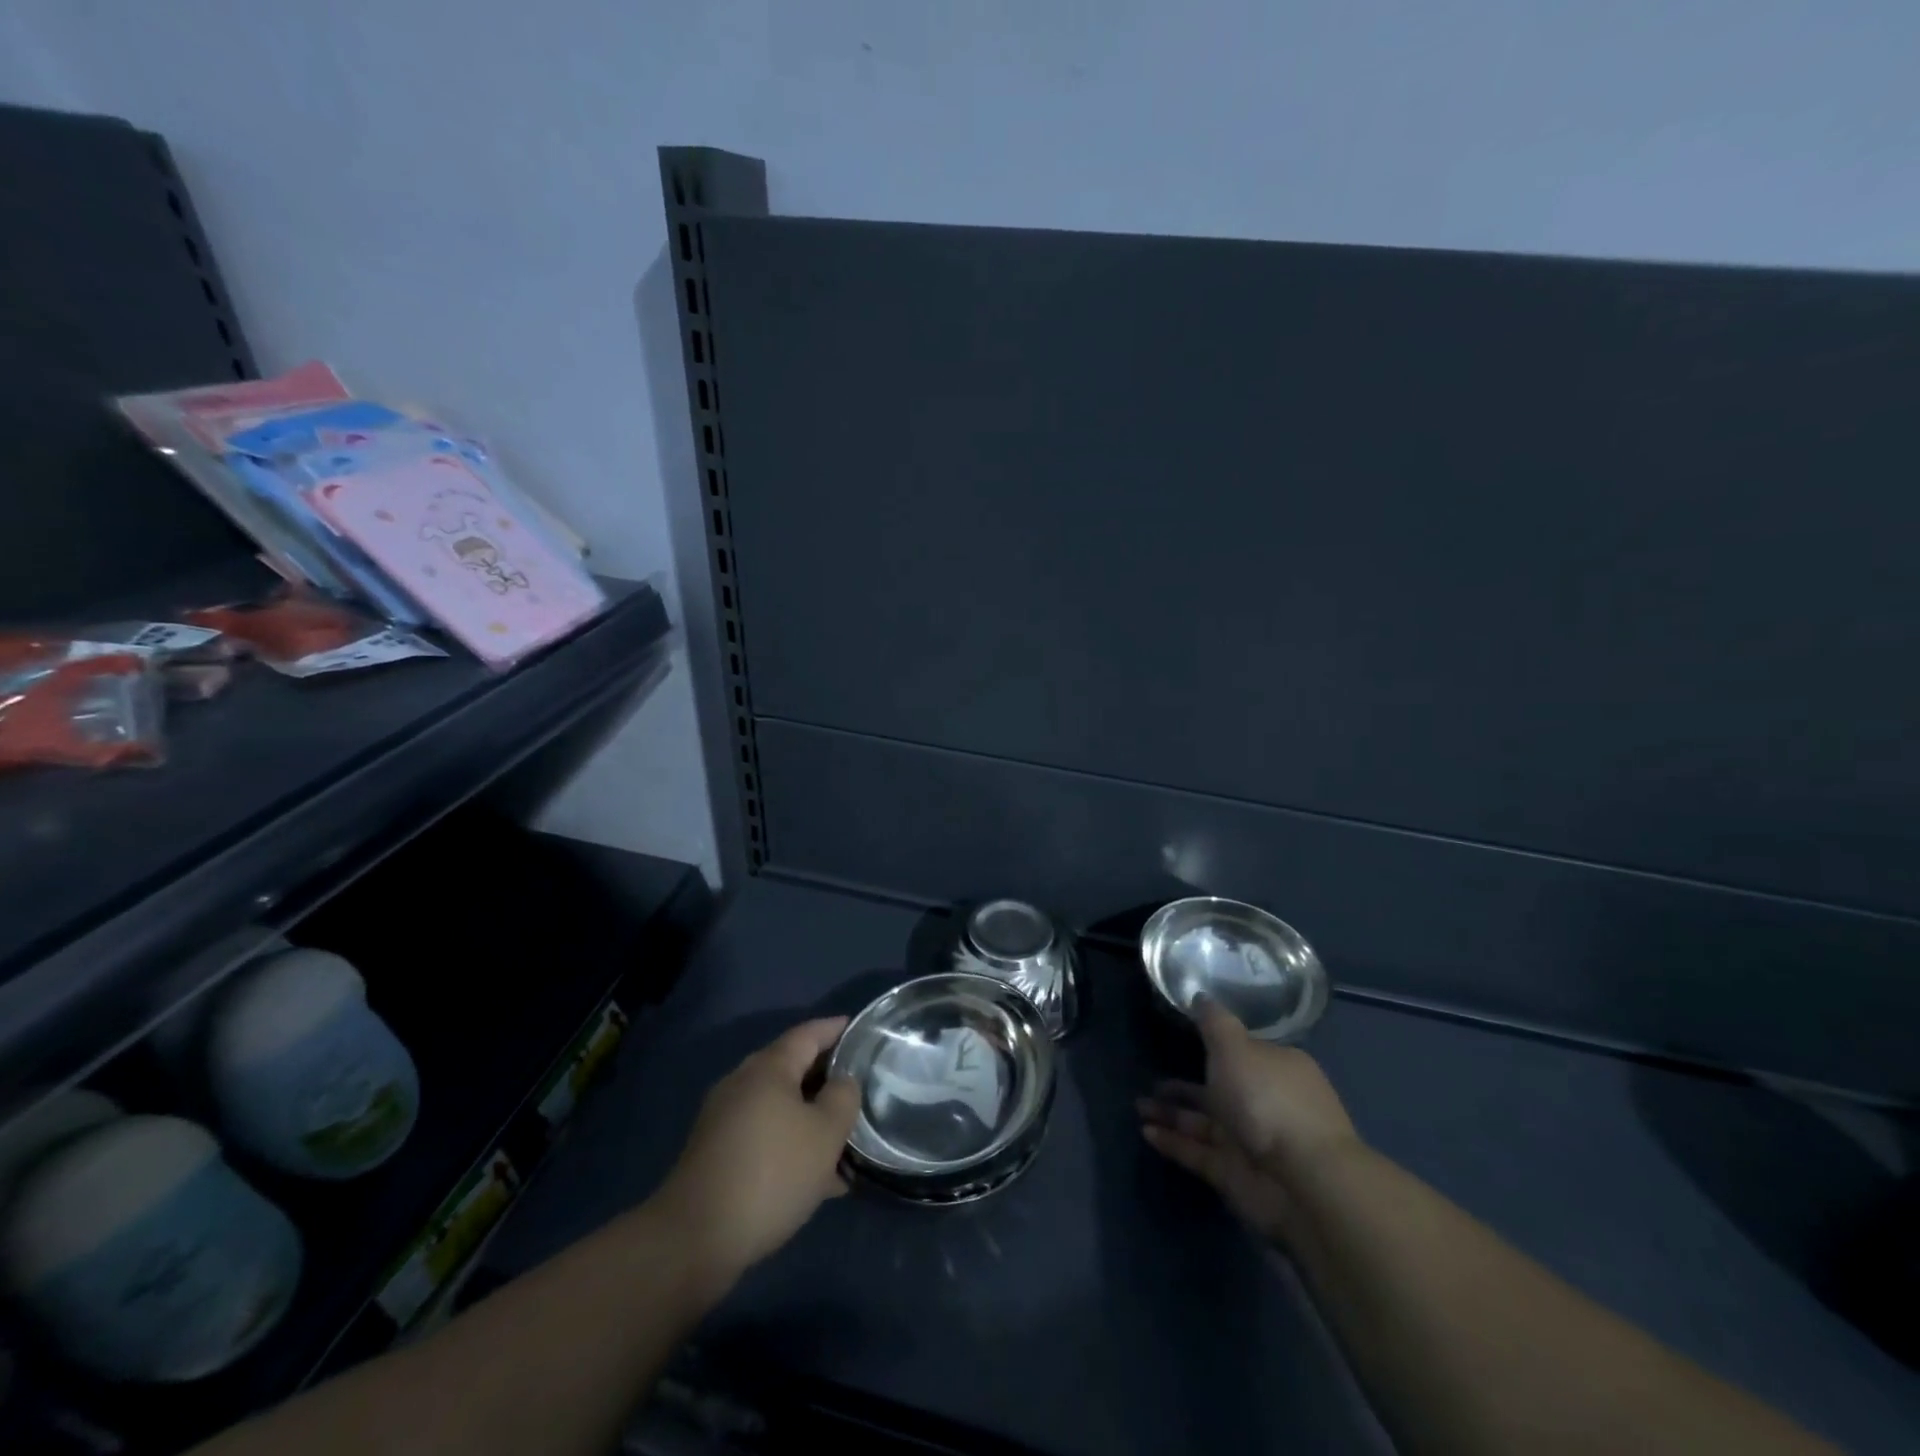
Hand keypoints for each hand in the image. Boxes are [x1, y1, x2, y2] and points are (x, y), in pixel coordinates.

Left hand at [653, 1017, 860, 1281]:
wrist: (694, 1240)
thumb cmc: (771, 1173)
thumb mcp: (825, 1133)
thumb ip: (843, 1098)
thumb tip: (843, 1081)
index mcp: (768, 1068)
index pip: (808, 1033)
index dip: (836, 1029)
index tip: (862, 1030)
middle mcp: (742, 1083)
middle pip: (792, 1068)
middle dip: (826, 1077)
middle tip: (860, 1087)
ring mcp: (725, 1119)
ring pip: (780, 1107)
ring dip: (811, 1117)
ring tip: (845, 1139)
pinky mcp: (717, 1154)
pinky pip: (765, 1136)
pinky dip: (791, 1144)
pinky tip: (817, 1179)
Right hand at [1138, 998, 1360, 1244]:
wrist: (1302, 1182)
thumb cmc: (1268, 1100)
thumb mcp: (1235, 1047)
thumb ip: (1214, 1023)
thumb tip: (1200, 996)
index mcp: (1274, 1068)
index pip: (1241, 1052)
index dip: (1213, 1046)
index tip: (1182, 1039)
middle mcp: (1265, 1102)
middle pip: (1219, 1089)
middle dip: (1184, 1085)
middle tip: (1150, 1079)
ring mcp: (1251, 1142)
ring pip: (1204, 1122)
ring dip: (1171, 1113)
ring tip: (1137, 1105)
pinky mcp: (1235, 1175)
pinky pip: (1198, 1152)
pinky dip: (1173, 1142)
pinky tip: (1145, 1131)